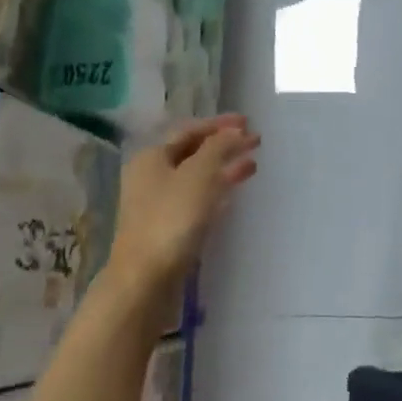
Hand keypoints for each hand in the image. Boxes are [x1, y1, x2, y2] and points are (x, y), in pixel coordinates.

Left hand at [107, 115, 259, 289]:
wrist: (147, 278)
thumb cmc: (172, 219)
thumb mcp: (199, 175)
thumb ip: (219, 148)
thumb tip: (236, 131)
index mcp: (152, 157)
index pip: (189, 130)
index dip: (219, 125)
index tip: (248, 122)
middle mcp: (151, 176)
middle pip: (192, 152)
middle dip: (224, 145)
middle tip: (255, 141)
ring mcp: (158, 204)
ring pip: (197, 176)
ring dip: (223, 168)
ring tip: (252, 165)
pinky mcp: (168, 227)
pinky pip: (197, 199)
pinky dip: (216, 190)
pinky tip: (233, 194)